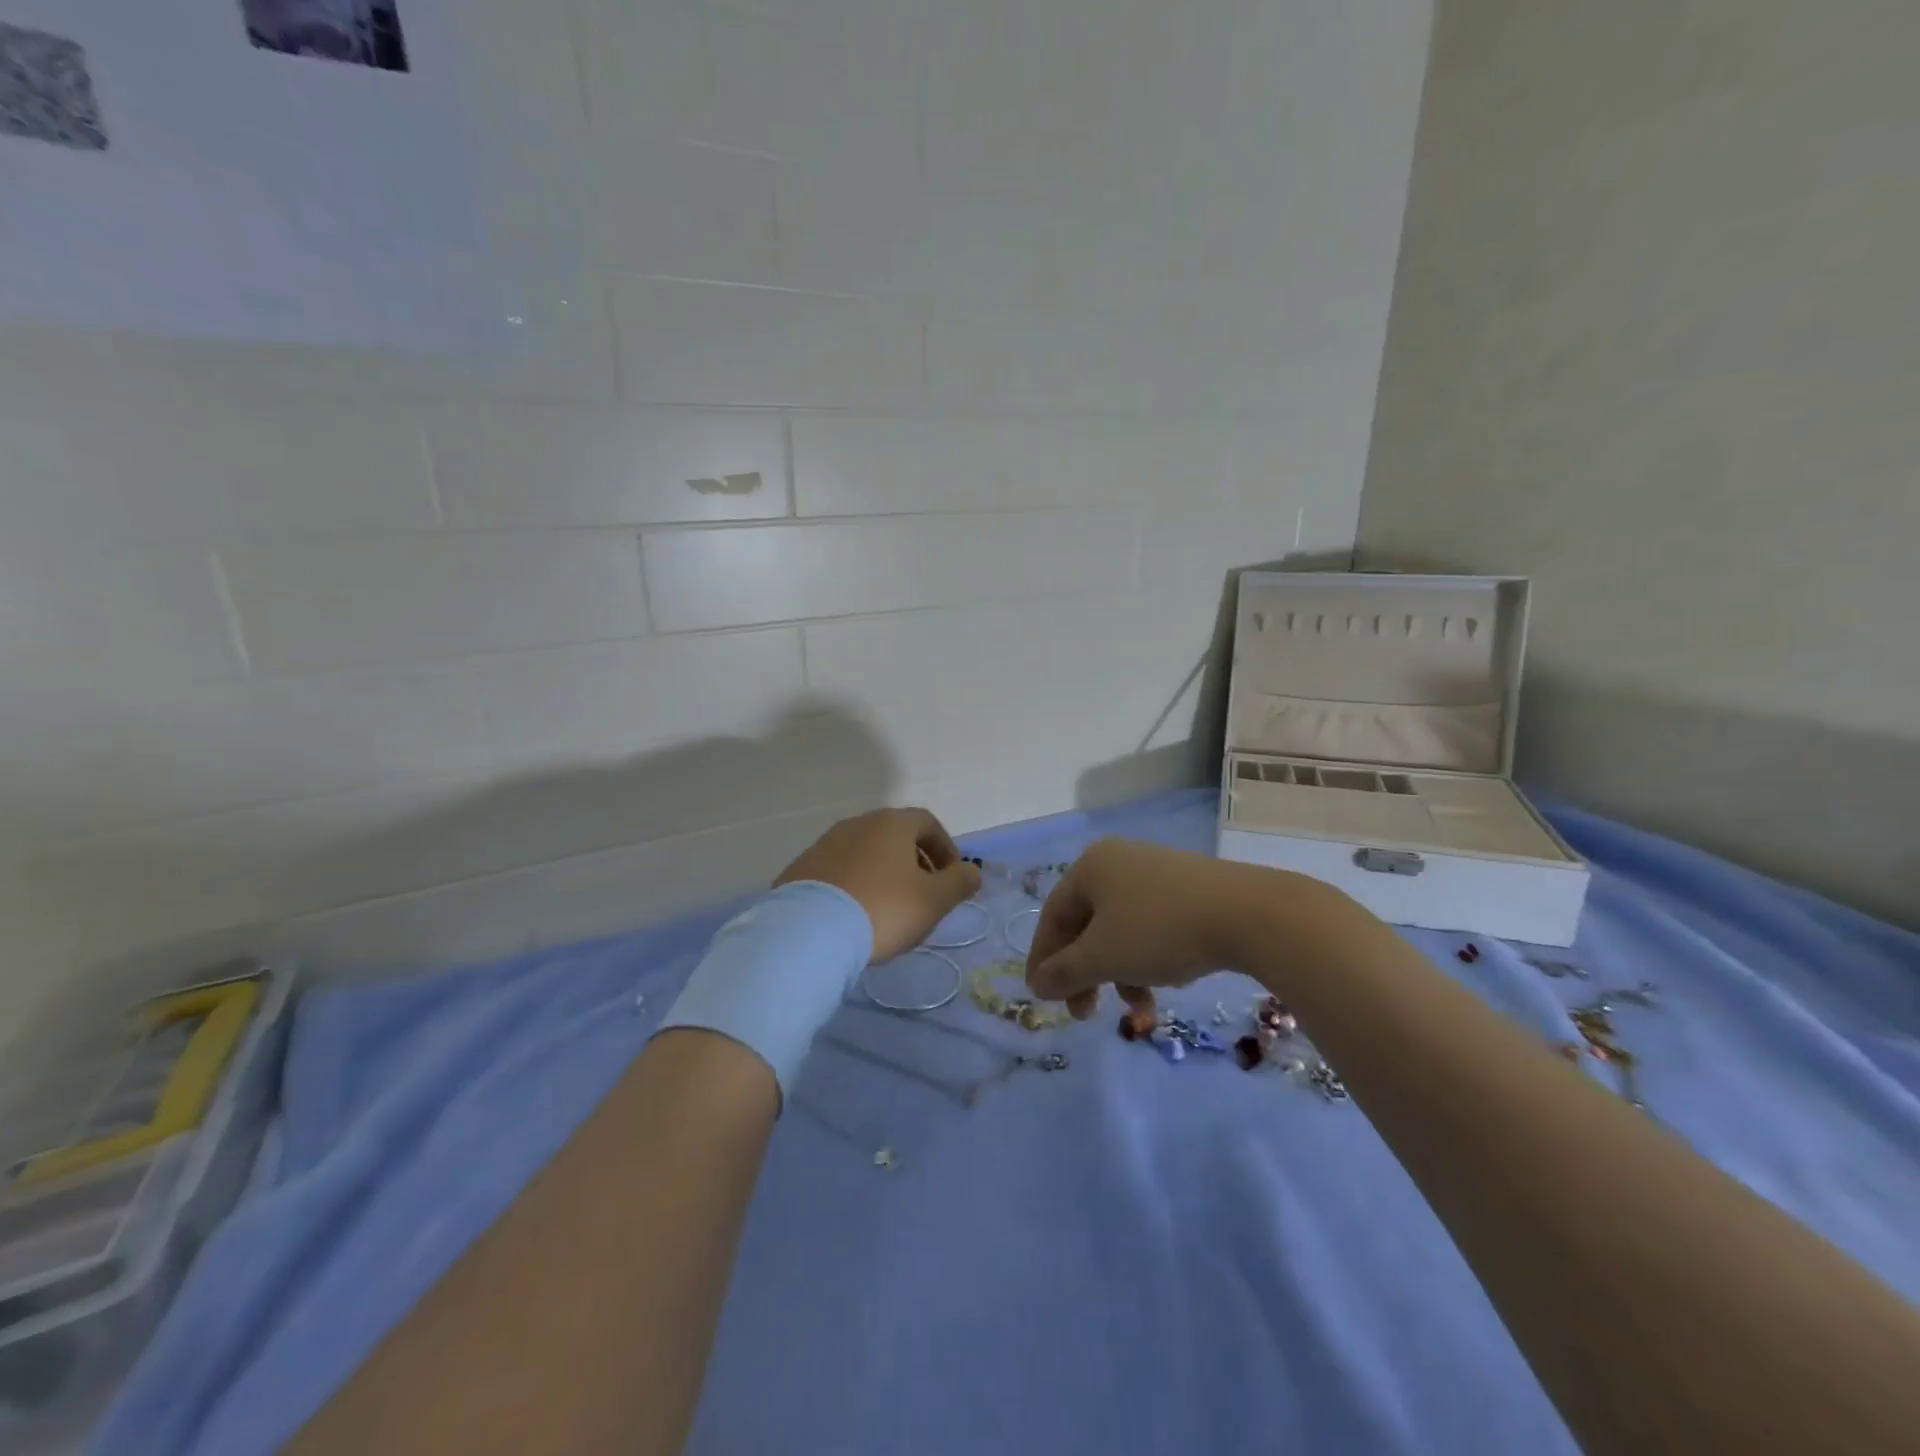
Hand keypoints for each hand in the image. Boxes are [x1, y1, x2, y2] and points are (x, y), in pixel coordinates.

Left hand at [775, 808, 981, 962]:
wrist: (809, 932)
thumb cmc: (883, 909)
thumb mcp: (933, 900)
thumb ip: (959, 882)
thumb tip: (971, 871)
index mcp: (891, 823)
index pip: (927, 823)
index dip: (945, 848)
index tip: (952, 878)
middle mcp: (857, 824)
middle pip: (894, 836)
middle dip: (914, 862)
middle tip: (922, 896)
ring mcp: (824, 844)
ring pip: (865, 853)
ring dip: (883, 874)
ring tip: (888, 910)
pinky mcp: (801, 870)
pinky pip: (838, 872)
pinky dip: (854, 885)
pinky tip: (855, 916)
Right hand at [1024, 838, 1336, 1017]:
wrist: (1249, 914)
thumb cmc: (1161, 931)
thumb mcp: (1104, 957)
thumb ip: (1064, 972)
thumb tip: (1037, 984)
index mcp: (1090, 867)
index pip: (1052, 917)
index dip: (1044, 960)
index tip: (1043, 1000)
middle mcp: (1118, 861)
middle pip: (1086, 924)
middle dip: (1084, 973)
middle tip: (1086, 1013)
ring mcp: (1155, 871)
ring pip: (1120, 929)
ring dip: (1118, 971)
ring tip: (1139, 1005)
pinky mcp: (1188, 887)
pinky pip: (1150, 924)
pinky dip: (1146, 957)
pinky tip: (1164, 981)